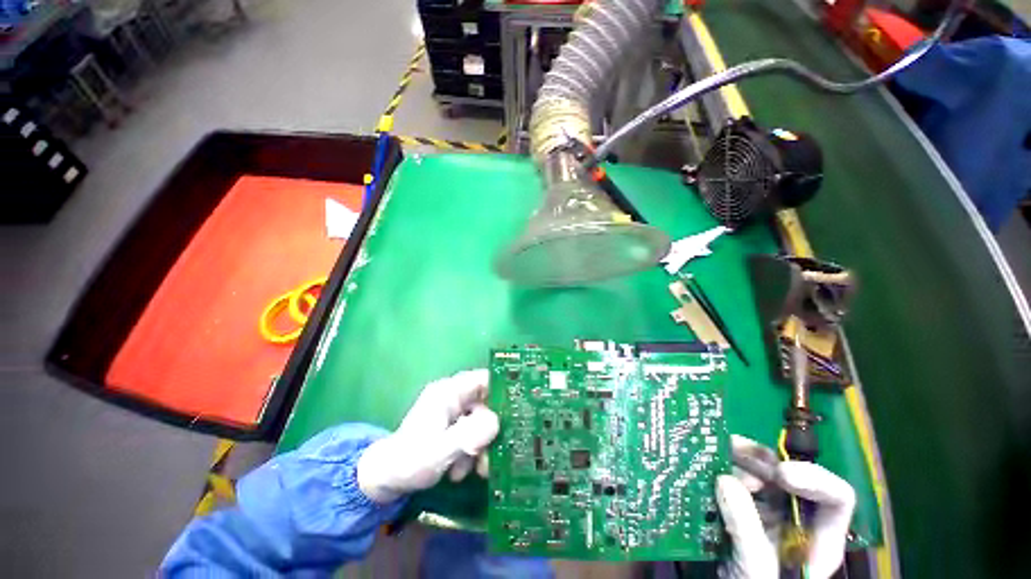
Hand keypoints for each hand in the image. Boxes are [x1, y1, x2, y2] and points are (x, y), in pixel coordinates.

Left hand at [356, 369, 498, 503]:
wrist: (386, 480)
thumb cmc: (410, 461)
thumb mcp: (440, 450)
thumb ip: (469, 435)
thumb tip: (497, 422)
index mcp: (449, 392)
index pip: (483, 378)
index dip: (503, 388)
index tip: (519, 407)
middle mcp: (453, 398)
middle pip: (486, 404)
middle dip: (492, 430)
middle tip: (494, 454)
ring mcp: (453, 413)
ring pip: (482, 422)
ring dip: (481, 446)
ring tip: (474, 470)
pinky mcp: (453, 428)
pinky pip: (473, 434)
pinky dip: (472, 452)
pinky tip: (459, 471)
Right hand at [716, 435, 855, 578]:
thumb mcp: (756, 569)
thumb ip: (746, 529)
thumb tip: (725, 480)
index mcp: (818, 538)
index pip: (835, 498)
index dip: (814, 478)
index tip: (779, 473)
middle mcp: (797, 520)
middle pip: (790, 478)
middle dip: (761, 462)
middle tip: (733, 452)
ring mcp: (770, 516)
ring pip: (760, 476)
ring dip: (738, 462)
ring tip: (717, 459)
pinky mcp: (744, 513)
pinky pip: (736, 485)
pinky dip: (722, 472)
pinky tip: (708, 468)